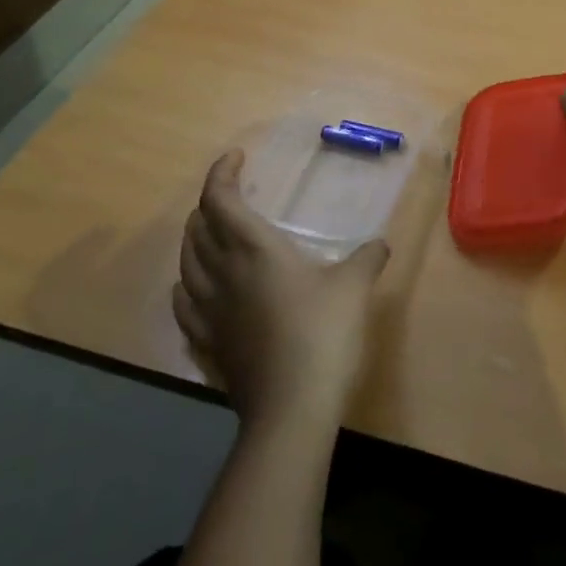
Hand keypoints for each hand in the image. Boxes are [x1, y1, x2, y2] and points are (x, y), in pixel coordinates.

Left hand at [172, 150, 390, 430]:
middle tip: (231, 197)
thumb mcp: (355, 288)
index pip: (220, 200)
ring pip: (186, 265)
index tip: (236, 158)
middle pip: (197, 229)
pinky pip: (184, 306)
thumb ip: (366, 259)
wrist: (292, 408)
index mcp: (253, 250)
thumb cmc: (323, 333)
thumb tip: (380, 245)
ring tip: (210, 236)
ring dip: (194, 241)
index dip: (221, 173)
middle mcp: (222, 274)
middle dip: (210, 205)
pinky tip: (191, 289)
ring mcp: (209, 313)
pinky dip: (185, 286)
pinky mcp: (208, 345)